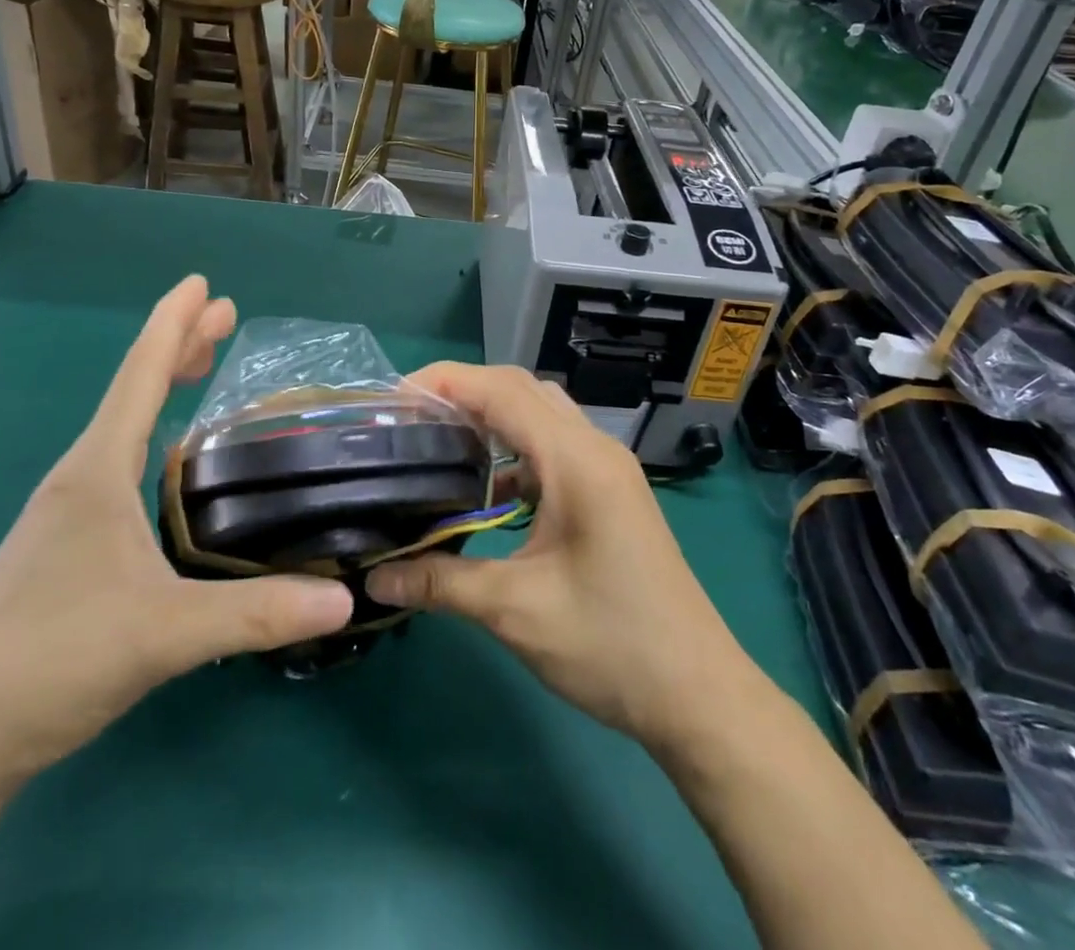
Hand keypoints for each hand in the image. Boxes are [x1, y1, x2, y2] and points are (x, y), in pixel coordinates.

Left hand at [0, 276, 354, 798]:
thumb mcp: (164, 635)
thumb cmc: (49, 662)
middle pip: (133, 391)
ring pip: (124, 428)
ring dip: (163, 388)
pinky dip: (151, 434)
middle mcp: (78, 479)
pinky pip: (118, 463)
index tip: (203, 284)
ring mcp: (66, 515)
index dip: (173, 324)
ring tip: (201, 368)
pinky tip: (170, 465)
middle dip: (178, 345)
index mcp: (96, 473)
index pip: (140, 376)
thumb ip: (256, 614)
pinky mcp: (64, 548)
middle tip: (223, 314)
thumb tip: (343, 599)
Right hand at [365, 364, 767, 751]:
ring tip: (441, 440)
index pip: (502, 391)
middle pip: (523, 390)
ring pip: (542, 414)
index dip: (447, 381)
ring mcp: (609, 469)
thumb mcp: (516, 611)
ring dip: (493, 416)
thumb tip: (375, 577)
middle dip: (465, 391)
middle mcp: (595, 448)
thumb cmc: (611, 644)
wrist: (699, 694)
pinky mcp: (612, 492)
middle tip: (411, 417)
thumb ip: (441, 583)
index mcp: (576, 460)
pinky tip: (488, 487)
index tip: (395, 396)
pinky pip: (556, 447)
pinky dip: (517, 449)